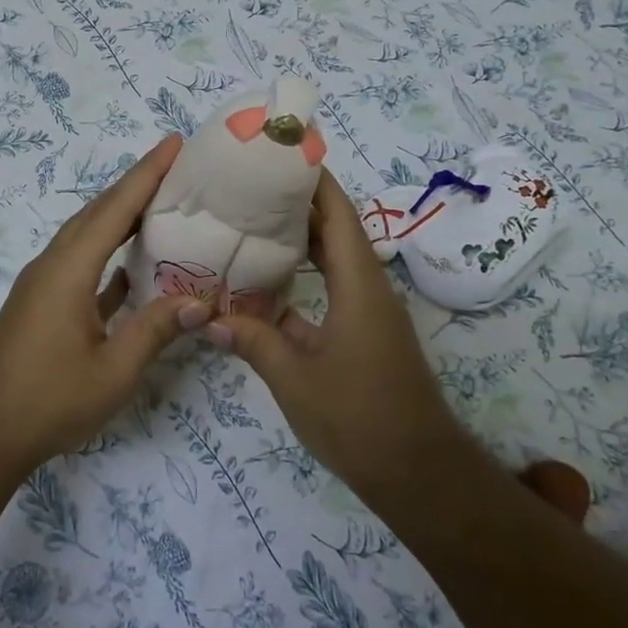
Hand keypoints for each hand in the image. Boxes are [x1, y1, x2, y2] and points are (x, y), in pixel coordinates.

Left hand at [0, 135, 210, 475]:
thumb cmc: (46, 401)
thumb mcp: (113, 372)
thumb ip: (156, 331)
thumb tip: (200, 302)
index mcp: (69, 270)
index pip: (115, 209)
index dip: (147, 173)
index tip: (174, 143)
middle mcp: (53, 265)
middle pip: (98, 212)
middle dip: (135, 184)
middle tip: (176, 167)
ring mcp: (43, 284)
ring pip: (87, 235)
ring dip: (120, 215)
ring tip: (160, 204)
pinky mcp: (40, 304)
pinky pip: (80, 263)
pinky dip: (107, 253)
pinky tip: (131, 264)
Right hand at [207, 168, 466, 499]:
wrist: (418, 473)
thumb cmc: (358, 418)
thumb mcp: (295, 378)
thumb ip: (252, 341)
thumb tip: (209, 317)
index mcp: (358, 284)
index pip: (336, 213)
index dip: (311, 179)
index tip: (277, 153)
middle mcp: (368, 287)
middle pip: (334, 229)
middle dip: (295, 203)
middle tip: (247, 187)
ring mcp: (368, 312)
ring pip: (332, 259)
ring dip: (298, 240)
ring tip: (249, 224)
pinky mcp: (364, 334)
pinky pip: (331, 289)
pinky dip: (301, 279)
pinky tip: (264, 286)